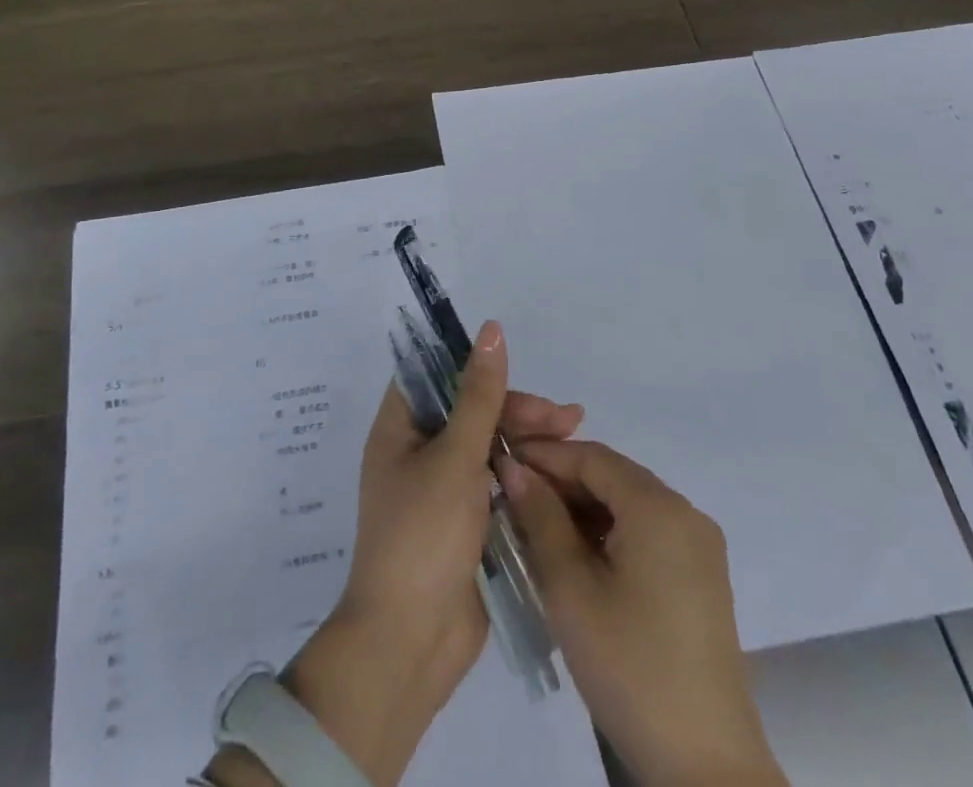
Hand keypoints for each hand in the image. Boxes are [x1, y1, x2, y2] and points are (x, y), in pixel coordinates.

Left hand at [208, 321, 582, 786]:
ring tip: (574, 435)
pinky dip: (523, 474)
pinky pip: (494, 484)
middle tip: (566, 417)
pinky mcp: (464, 524)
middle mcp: (416, 453)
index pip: (433, 375)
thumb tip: (491, 329)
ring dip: (525, 439)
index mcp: (399, 429)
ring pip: (487, 447)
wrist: (411, 643)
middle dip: (516, 409)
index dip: (471, 364)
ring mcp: (441, 490)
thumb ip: (479, 394)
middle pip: (469, 411)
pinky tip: (558, 471)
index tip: (516, 363)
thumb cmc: (423, 535)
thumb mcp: (454, 456)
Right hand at [498, 440, 785, 786]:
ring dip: (583, 508)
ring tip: (536, 528)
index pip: (591, 456)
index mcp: (658, 507)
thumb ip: (540, 518)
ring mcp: (698, 545)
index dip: (544, 455)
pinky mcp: (701, 576)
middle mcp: (685, 512)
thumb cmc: (630, 667)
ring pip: (628, 503)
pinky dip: (609, 532)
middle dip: (561, 481)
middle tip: (513, 498)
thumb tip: (514, 467)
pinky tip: (577, 556)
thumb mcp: (571, 589)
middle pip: (612, 476)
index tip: (501, 463)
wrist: (706, 765)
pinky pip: (647, 531)